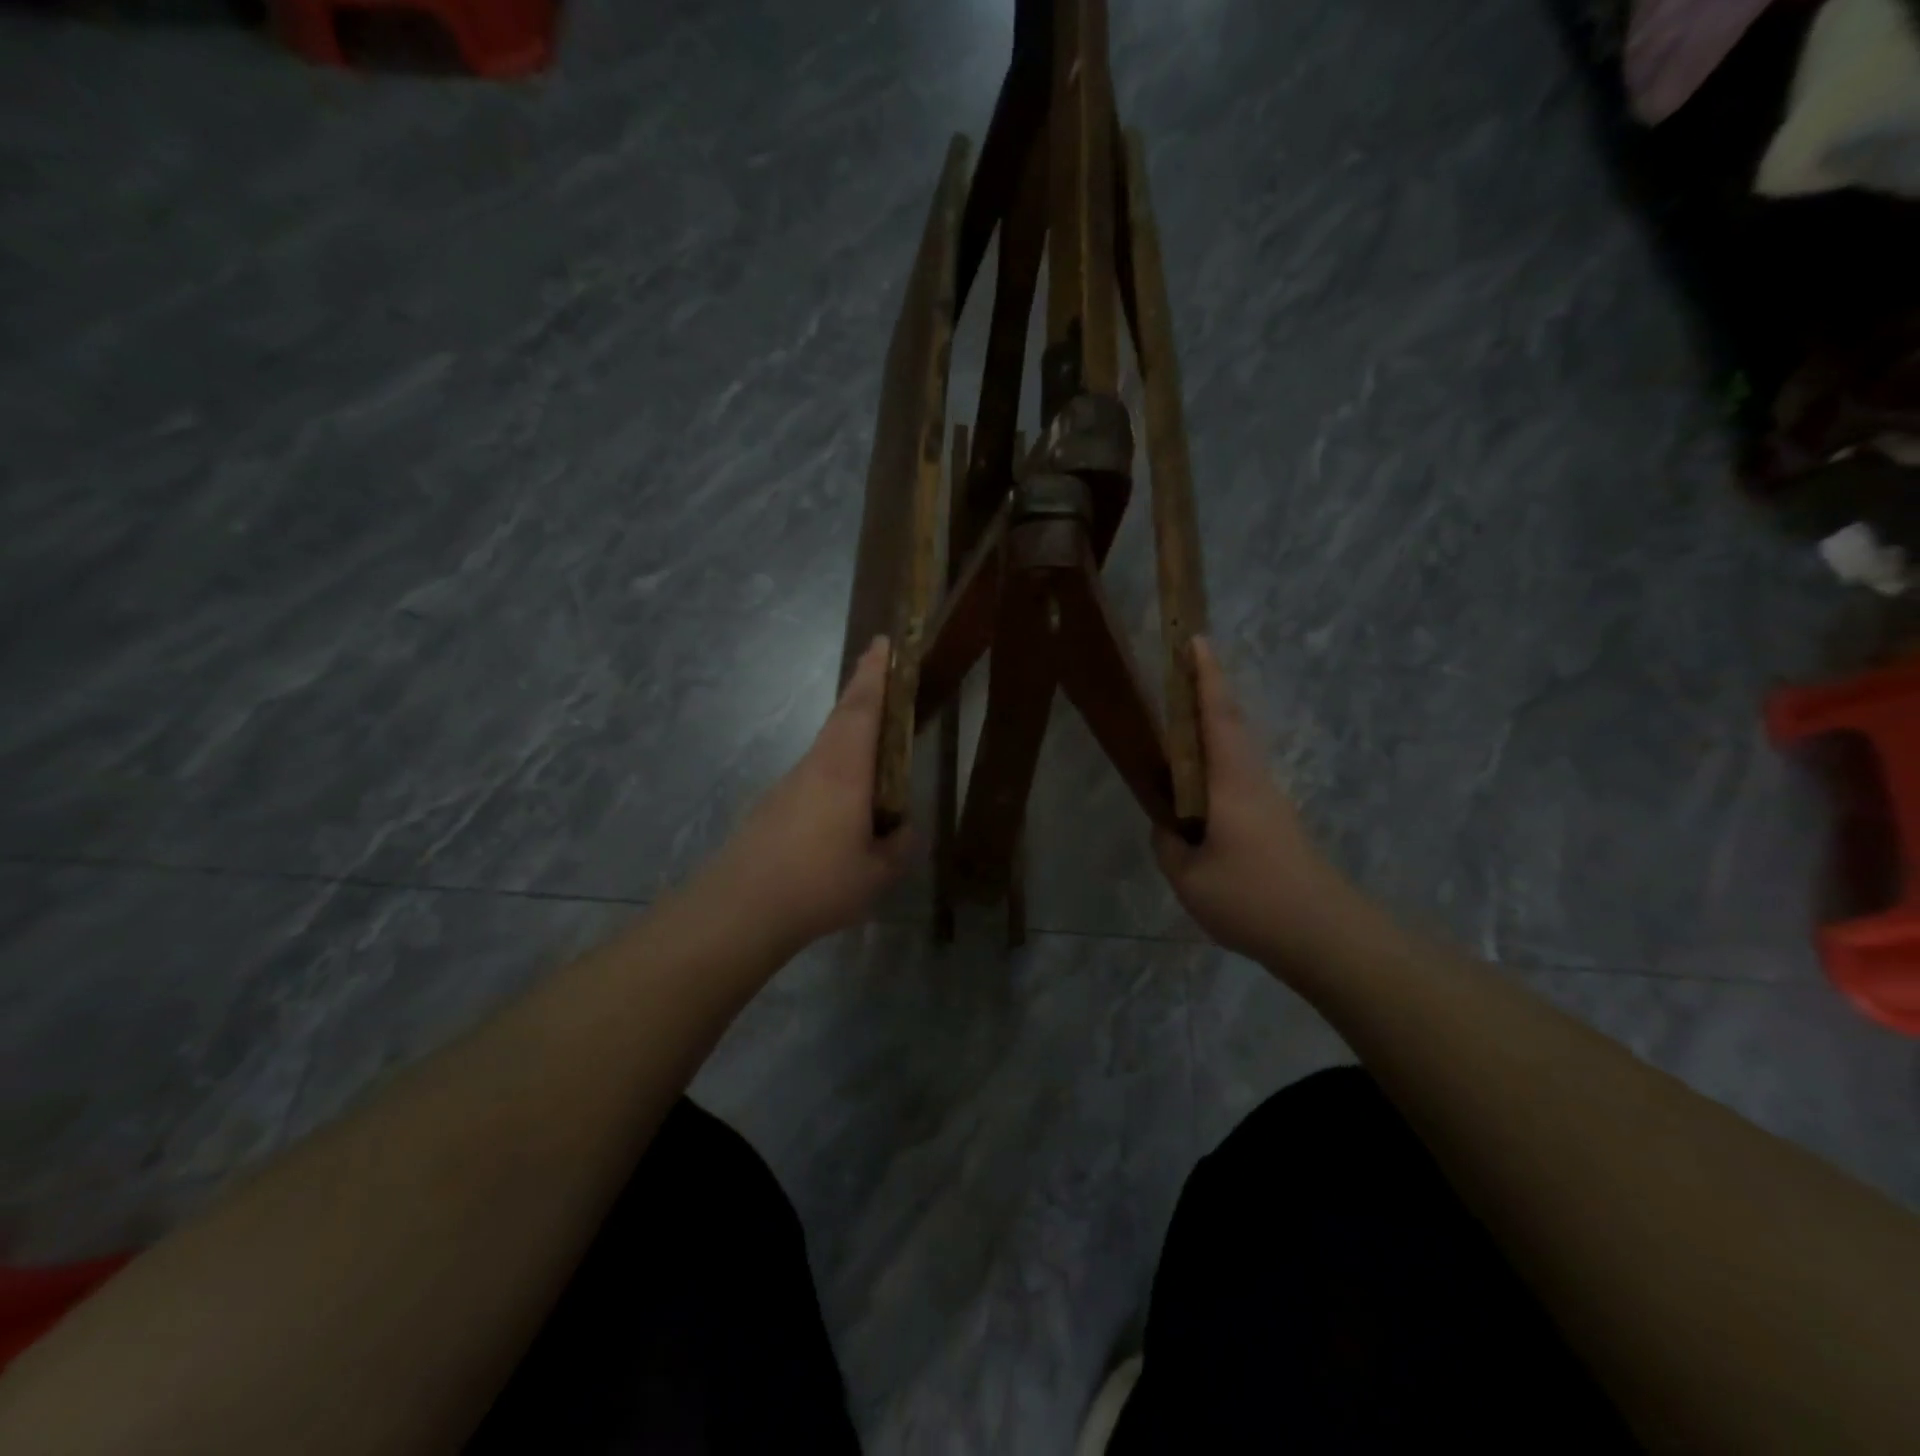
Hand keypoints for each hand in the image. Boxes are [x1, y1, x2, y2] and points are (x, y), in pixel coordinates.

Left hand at [702, 637, 914, 955]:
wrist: (739, 908)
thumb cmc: (818, 883)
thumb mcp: (877, 874)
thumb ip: (898, 847)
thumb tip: (902, 830)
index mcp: (844, 770)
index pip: (862, 708)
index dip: (875, 674)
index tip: (883, 643)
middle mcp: (815, 766)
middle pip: (841, 717)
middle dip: (862, 688)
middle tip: (882, 670)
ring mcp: (788, 784)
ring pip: (826, 745)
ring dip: (849, 730)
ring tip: (875, 743)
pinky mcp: (772, 807)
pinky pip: (814, 774)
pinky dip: (835, 768)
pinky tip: (843, 803)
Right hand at [1154, 640, 1360, 965]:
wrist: (1323, 935)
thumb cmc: (1252, 898)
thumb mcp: (1188, 876)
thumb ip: (1169, 844)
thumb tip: (1167, 826)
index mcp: (1232, 782)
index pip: (1218, 717)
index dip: (1206, 678)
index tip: (1196, 641)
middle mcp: (1253, 781)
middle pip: (1231, 723)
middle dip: (1209, 690)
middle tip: (1183, 667)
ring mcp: (1268, 801)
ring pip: (1237, 749)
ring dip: (1214, 723)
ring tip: (1181, 718)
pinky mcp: (1274, 823)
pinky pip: (1238, 775)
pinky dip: (1218, 759)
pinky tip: (1199, 781)